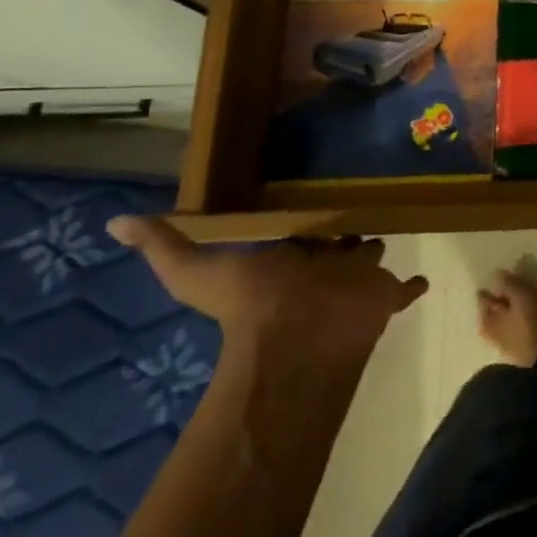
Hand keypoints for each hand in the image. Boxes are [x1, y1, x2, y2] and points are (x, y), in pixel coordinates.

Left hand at [108, 217, 428, 367]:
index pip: (303, 233)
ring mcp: (357, 283)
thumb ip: (165, 245)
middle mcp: (324, 267)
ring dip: (376, 250)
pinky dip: (412, 286)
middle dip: (347, 232)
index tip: (317, 199)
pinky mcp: (384, 296)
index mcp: (289, 257)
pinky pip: (404, 290)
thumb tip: (114, 223)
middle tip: (361, 209)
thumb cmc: (253, 302)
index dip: (307, 221)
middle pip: (339, 244)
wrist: (297, 337)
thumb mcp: (197, 270)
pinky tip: (422, 280)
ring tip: (391, 227)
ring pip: (372, 259)